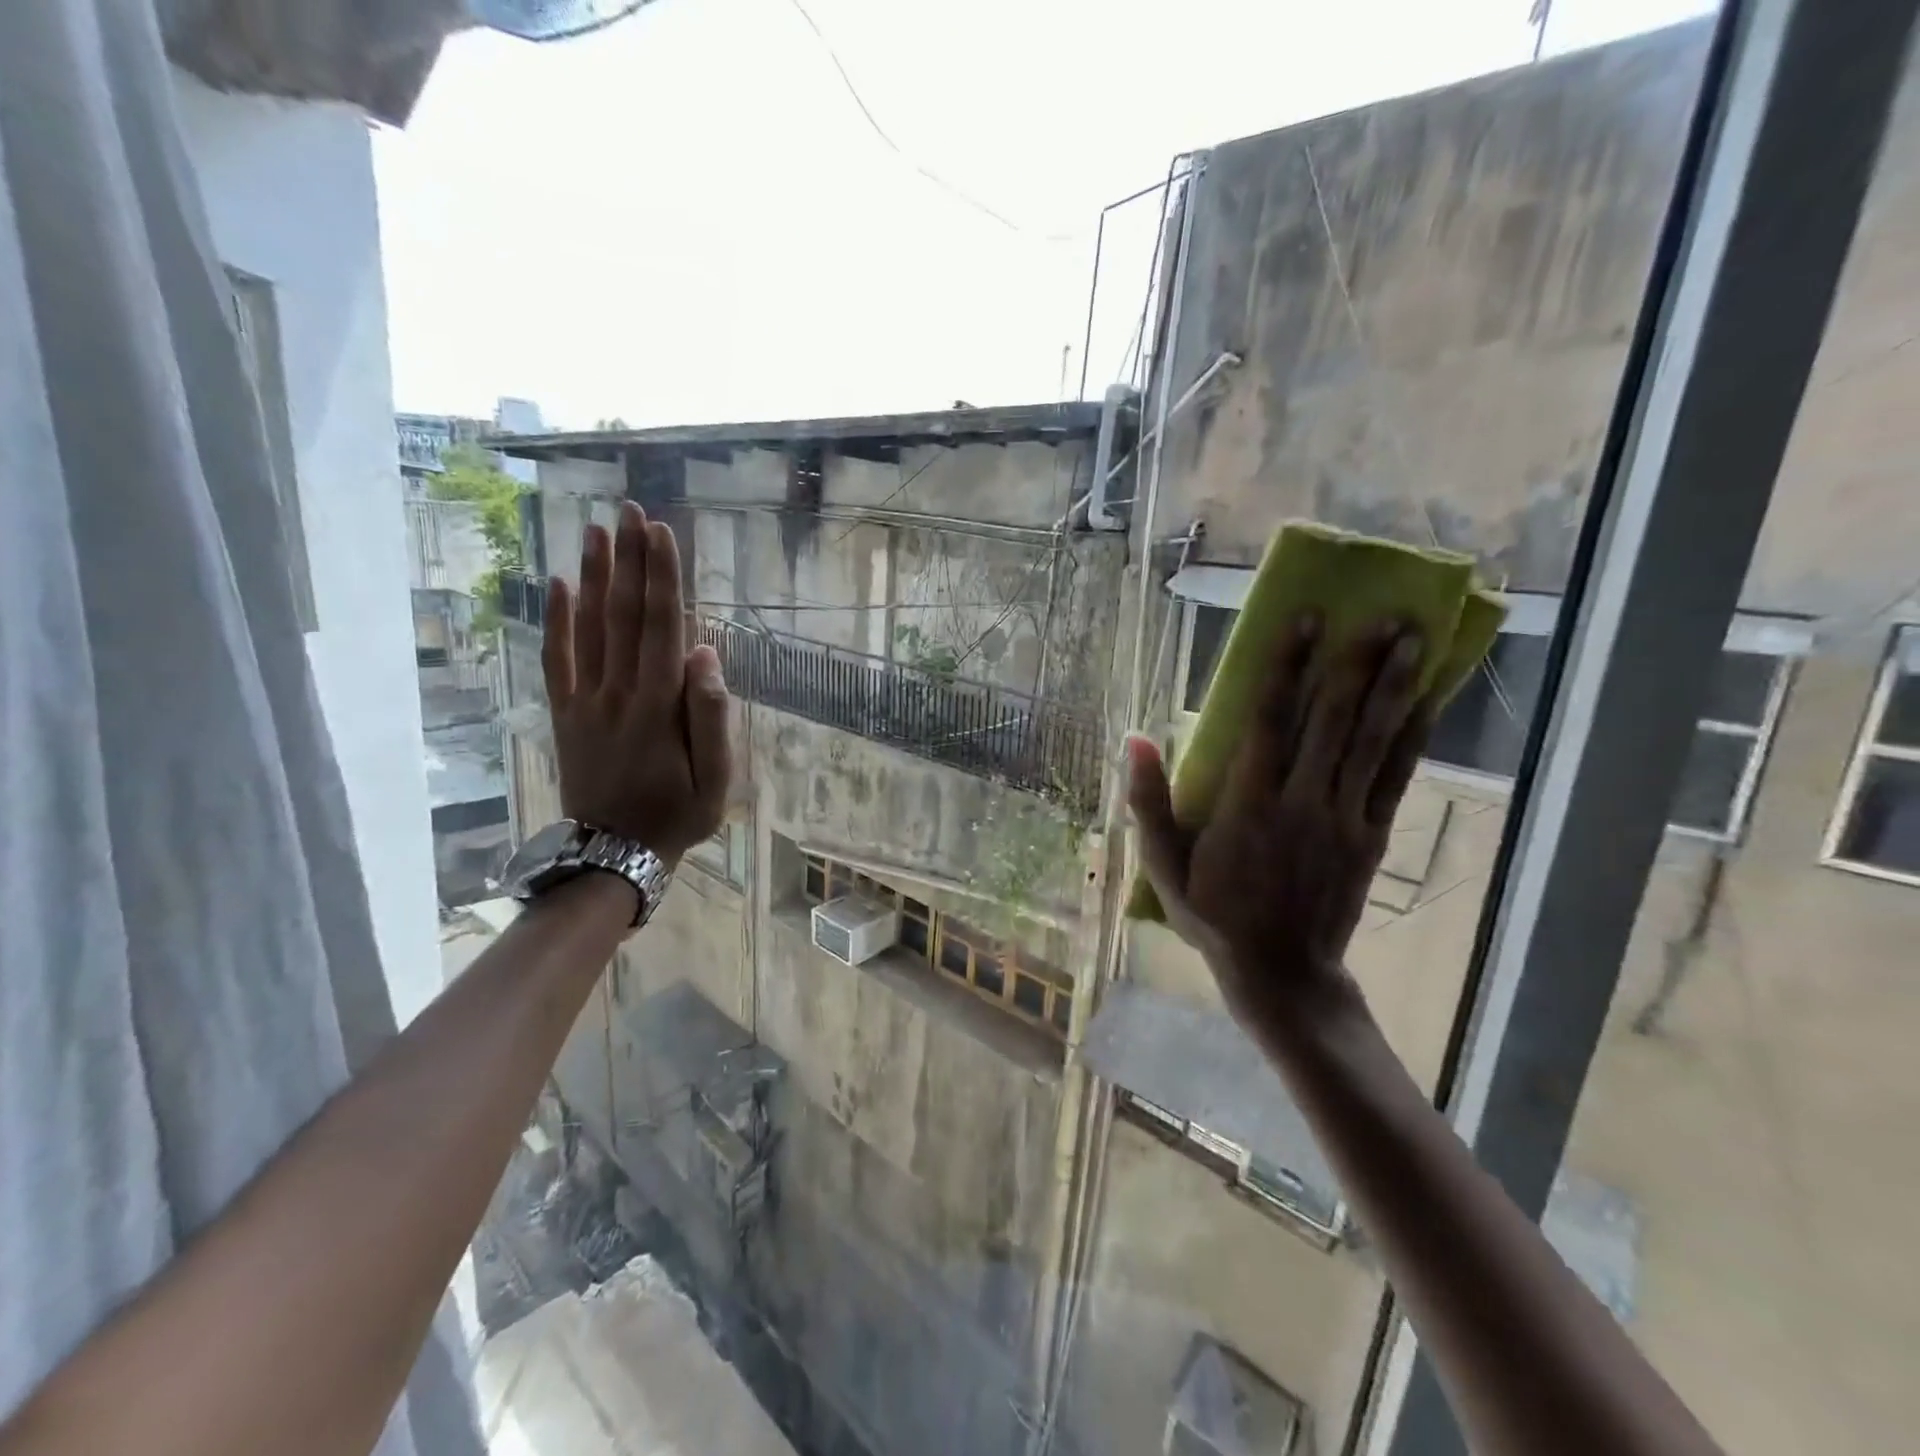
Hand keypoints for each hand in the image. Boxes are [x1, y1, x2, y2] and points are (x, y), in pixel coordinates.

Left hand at [541, 502, 730, 863]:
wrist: (614, 855)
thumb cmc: (676, 816)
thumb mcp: (715, 780)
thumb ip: (711, 717)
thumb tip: (704, 655)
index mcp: (658, 706)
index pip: (662, 627)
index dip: (662, 577)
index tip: (660, 532)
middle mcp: (618, 692)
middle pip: (623, 615)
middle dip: (629, 559)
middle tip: (630, 509)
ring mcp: (586, 701)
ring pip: (589, 628)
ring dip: (593, 575)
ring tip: (597, 529)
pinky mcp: (566, 713)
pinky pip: (557, 660)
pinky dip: (556, 621)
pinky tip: (559, 585)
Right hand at [1127, 615, 1429, 1030]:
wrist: (1281, 972)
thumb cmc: (1213, 915)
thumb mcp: (1163, 864)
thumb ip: (1148, 801)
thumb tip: (1135, 738)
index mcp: (1248, 803)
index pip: (1269, 721)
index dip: (1288, 667)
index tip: (1306, 620)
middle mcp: (1301, 801)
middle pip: (1331, 721)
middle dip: (1355, 663)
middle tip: (1381, 613)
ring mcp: (1342, 818)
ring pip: (1370, 742)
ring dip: (1392, 688)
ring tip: (1413, 639)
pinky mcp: (1370, 837)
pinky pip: (1395, 778)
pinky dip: (1411, 737)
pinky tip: (1427, 701)